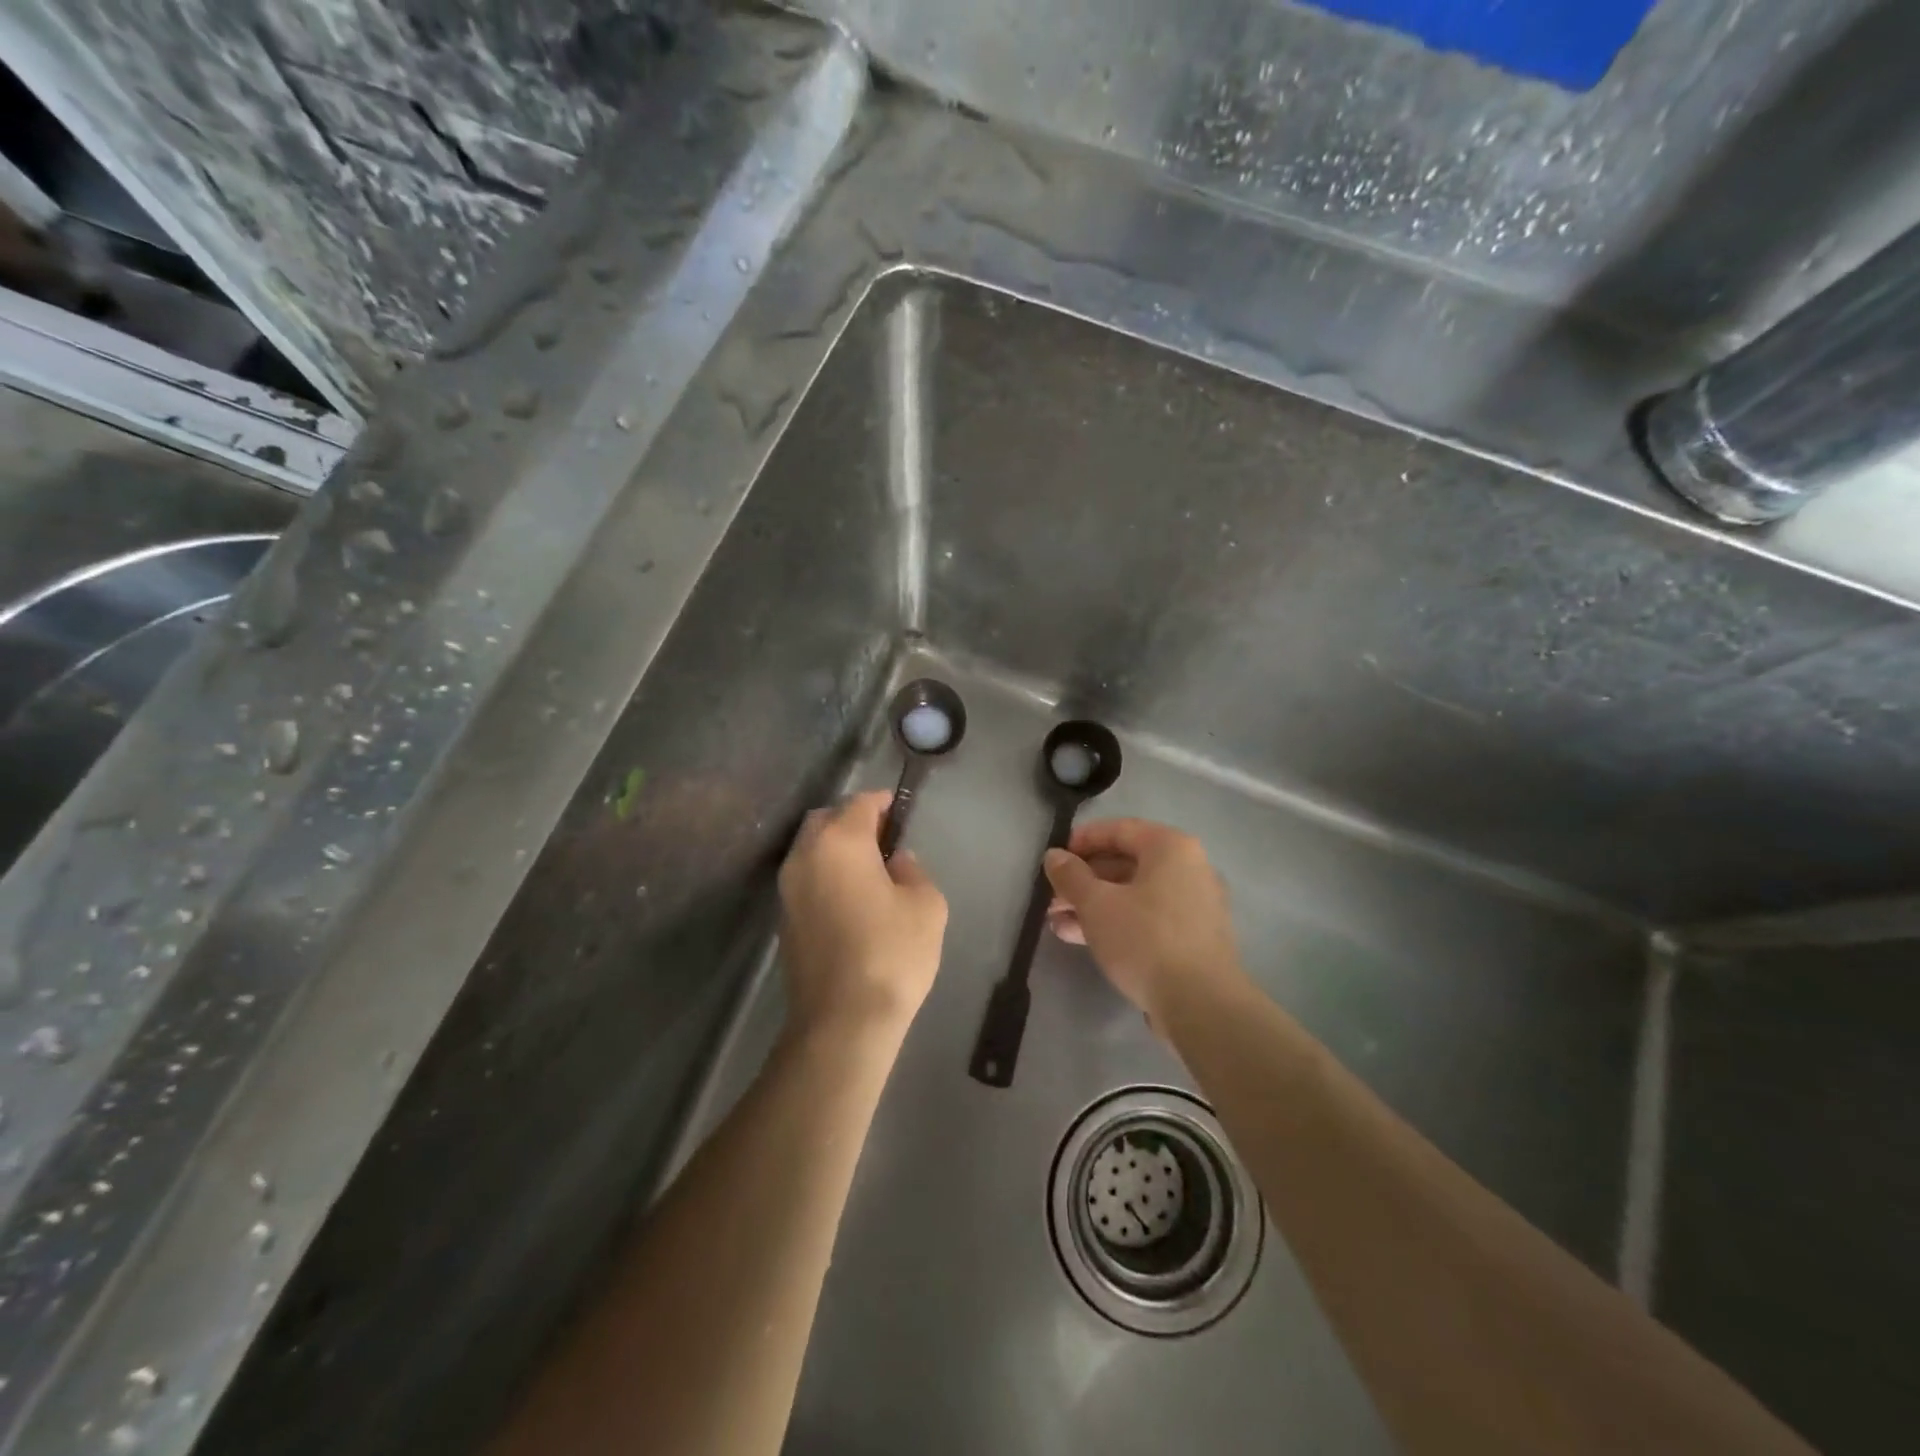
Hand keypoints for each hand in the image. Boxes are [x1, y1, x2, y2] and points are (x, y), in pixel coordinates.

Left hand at [778, 791, 947, 1042]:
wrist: (842, 1021)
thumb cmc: (892, 955)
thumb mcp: (926, 905)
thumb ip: (913, 871)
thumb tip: (897, 863)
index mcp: (840, 842)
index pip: (860, 803)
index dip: (883, 802)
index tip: (901, 810)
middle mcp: (805, 856)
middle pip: (827, 820)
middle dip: (854, 820)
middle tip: (884, 839)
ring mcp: (788, 888)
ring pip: (811, 848)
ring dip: (836, 848)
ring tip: (869, 870)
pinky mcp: (784, 918)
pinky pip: (805, 877)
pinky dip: (826, 874)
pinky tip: (851, 897)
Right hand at [1044, 819, 1243, 1022]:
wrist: (1201, 1005)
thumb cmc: (1145, 939)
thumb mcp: (1096, 904)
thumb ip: (1071, 876)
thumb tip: (1054, 856)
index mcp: (1171, 848)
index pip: (1119, 829)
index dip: (1082, 840)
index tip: (1054, 859)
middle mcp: (1190, 868)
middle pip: (1126, 864)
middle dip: (1083, 881)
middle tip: (1051, 897)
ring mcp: (1195, 905)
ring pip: (1134, 895)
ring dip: (1094, 905)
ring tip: (1056, 923)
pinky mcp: (1194, 939)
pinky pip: (1148, 918)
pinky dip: (1117, 923)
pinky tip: (1082, 940)